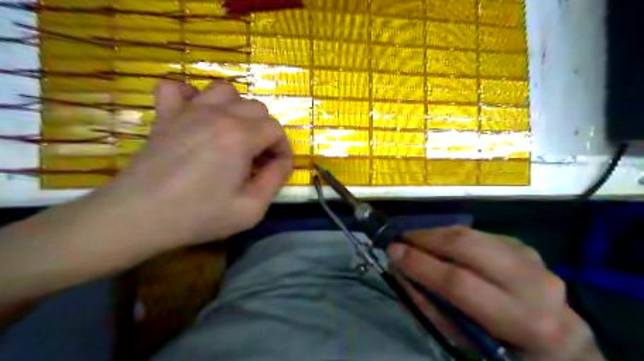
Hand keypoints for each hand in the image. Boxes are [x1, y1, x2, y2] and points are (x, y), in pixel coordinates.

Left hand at [101, 81, 292, 246]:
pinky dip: (192, 96)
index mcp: (240, 136)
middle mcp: (217, 115)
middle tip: (257, 159)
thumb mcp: (251, 209)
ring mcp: (188, 111)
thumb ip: (276, 180)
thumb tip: (282, 162)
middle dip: (265, 133)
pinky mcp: (165, 115)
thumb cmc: (198, 215)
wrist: (137, 217)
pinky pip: (178, 88)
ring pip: (225, 92)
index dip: (283, 149)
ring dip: (238, 110)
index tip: (276, 169)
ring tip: (234, 134)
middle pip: (256, 108)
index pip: (276, 130)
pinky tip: (196, 115)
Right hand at [387, 226, 603, 360]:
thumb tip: (400, 270)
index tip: (392, 251)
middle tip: (401, 239)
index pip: (459, 283)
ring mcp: (533, 260)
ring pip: (472, 235)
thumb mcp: (463, 341)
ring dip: (437, 234)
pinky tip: (441, 243)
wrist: (556, 343)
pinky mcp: (524, 246)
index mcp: (522, 321)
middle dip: (426, 239)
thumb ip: (428, 304)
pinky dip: (453, 236)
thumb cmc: (501, 349)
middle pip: (467, 247)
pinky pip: (478, 234)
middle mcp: (534, 284)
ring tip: (415, 238)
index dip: (420, 264)